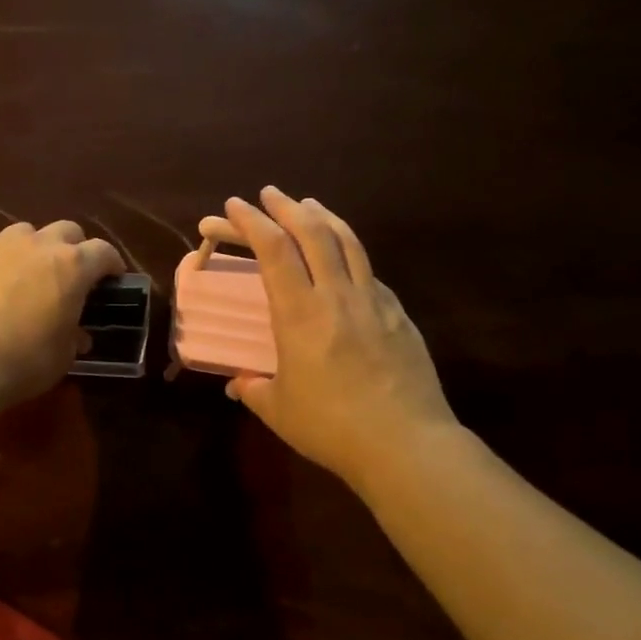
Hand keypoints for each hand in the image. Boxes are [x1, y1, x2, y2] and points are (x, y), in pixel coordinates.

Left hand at [0, 221, 124, 410]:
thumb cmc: (22, 361)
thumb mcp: (62, 358)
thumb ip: (73, 338)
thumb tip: (78, 335)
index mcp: (72, 266)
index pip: (104, 252)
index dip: (112, 264)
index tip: (113, 278)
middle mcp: (38, 245)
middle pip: (67, 230)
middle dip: (74, 248)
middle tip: (70, 275)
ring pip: (25, 232)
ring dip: (32, 249)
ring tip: (26, 275)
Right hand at [198, 187, 456, 488]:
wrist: (406, 444)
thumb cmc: (331, 428)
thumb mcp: (278, 410)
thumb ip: (253, 390)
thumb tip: (238, 384)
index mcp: (300, 314)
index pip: (273, 251)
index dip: (251, 222)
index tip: (235, 205)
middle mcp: (337, 296)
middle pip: (313, 233)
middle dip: (286, 207)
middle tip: (269, 194)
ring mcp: (374, 302)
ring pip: (348, 242)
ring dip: (324, 217)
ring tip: (309, 206)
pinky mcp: (398, 316)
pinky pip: (369, 272)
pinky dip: (350, 254)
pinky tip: (345, 262)